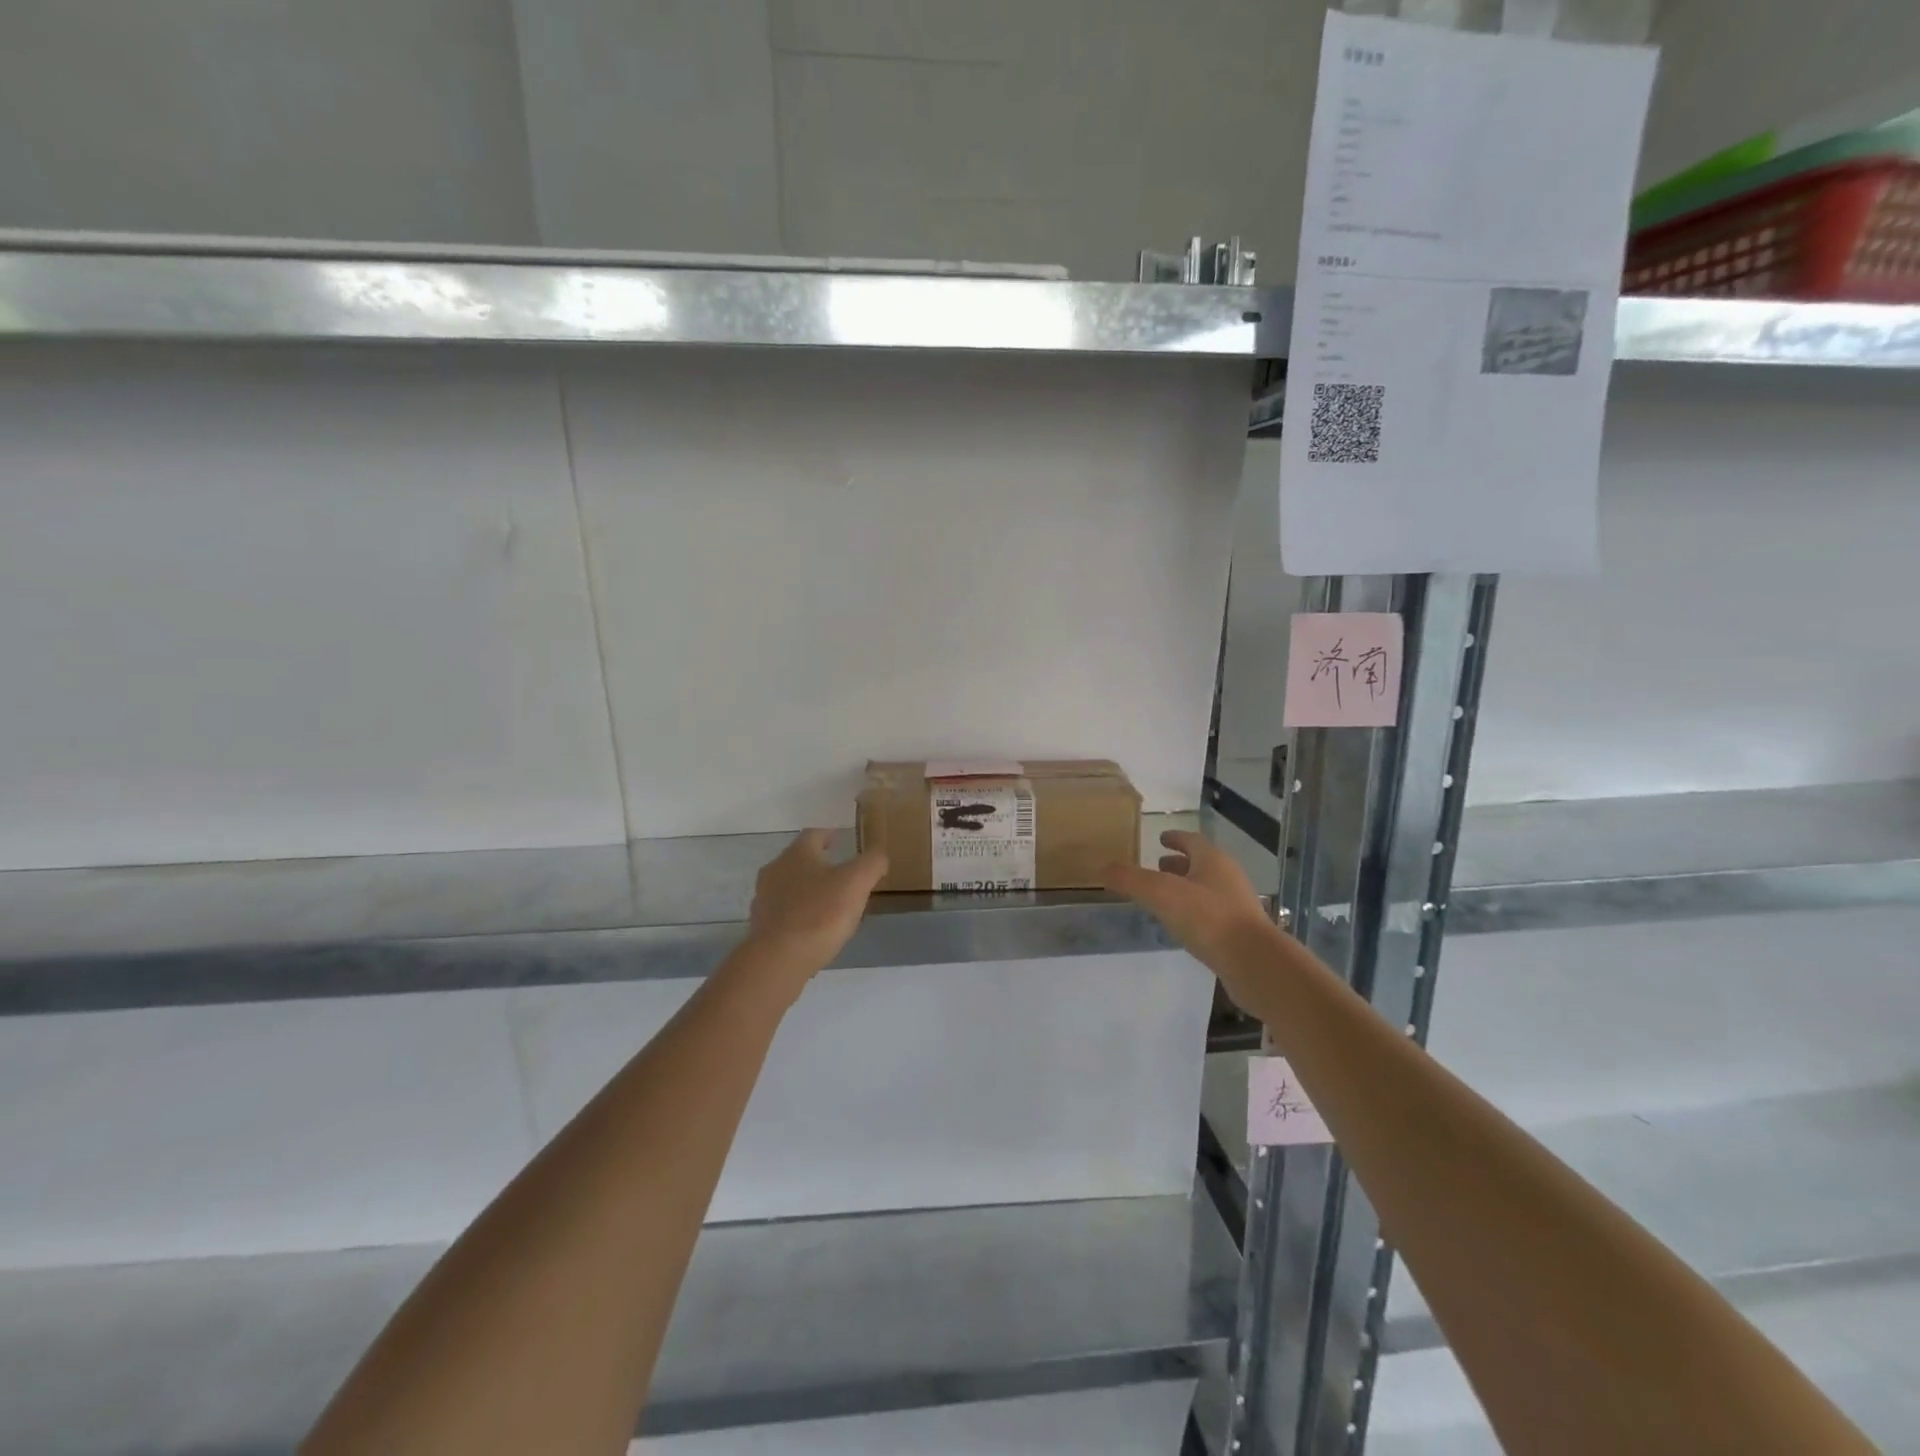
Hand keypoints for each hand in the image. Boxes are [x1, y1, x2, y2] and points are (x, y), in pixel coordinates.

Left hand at [745, 829, 888, 977]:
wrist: (779, 959)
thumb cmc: (820, 913)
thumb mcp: (857, 882)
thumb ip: (872, 863)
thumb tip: (878, 854)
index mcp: (797, 854)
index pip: (814, 834)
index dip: (829, 835)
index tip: (840, 839)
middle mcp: (775, 870)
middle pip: (798, 860)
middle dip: (818, 864)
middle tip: (840, 873)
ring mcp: (764, 900)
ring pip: (789, 887)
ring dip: (807, 890)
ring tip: (829, 903)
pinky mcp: (761, 927)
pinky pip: (784, 913)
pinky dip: (798, 914)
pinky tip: (813, 928)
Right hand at [1104, 829, 1279, 979]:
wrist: (1254, 963)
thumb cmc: (1208, 918)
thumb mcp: (1161, 894)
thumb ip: (1131, 880)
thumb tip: (1103, 868)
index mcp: (1213, 861)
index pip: (1191, 841)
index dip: (1175, 838)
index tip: (1161, 838)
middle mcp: (1228, 878)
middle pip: (1200, 864)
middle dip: (1178, 864)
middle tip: (1157, 866)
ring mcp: (1237, 906)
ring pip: (1206, 889)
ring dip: (1185, 888)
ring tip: (1163, 896)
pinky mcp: (1239, 933)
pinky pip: (1211, 914)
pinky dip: (1194, 912)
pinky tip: (1181, 925)